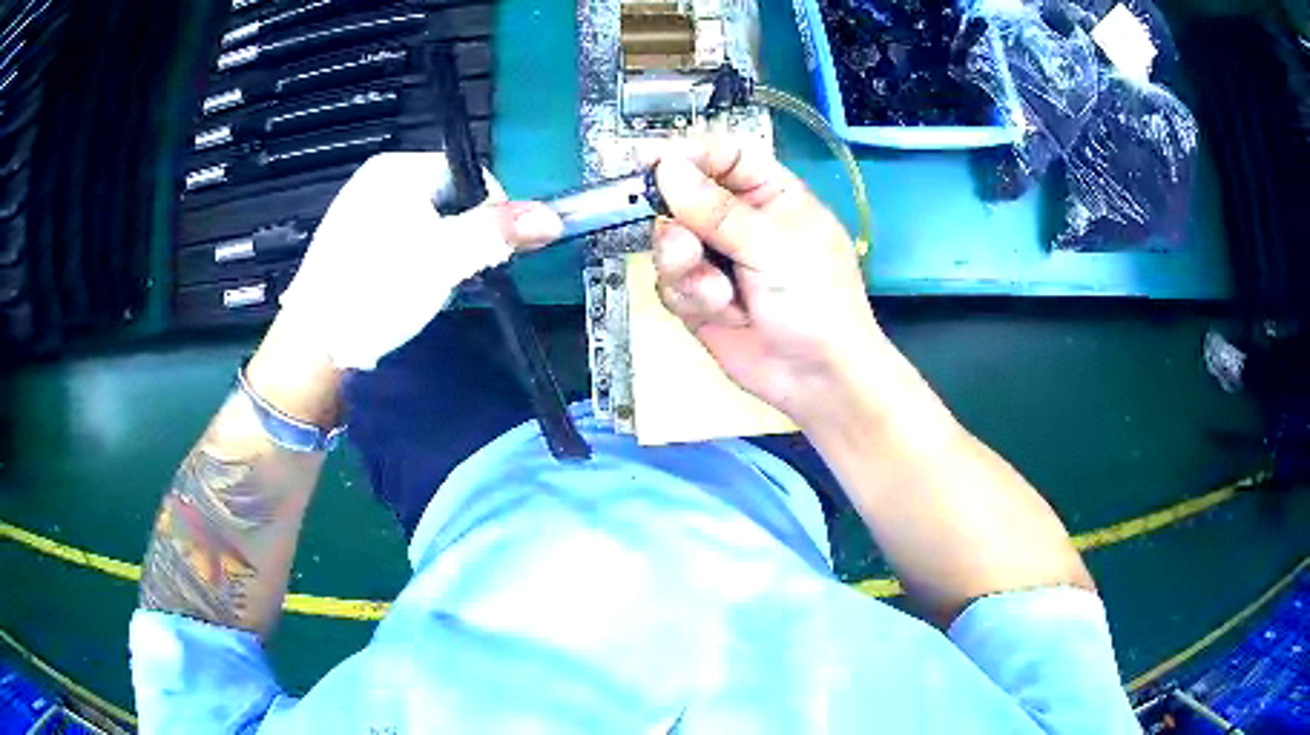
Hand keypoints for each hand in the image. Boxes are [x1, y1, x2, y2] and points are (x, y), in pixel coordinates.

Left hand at [277, 152, 562, 370]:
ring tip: (425, 288)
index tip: (486, 255)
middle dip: (463, 238)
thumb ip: (497, 232)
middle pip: (450, 201)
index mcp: (396, 169)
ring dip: (441, 256)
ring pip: (428, 226)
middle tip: (453, 276)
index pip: (471, 175)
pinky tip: (404, 292)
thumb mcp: (443, 258)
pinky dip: (415, 266)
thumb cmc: (376, 291)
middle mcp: (377, 182)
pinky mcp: (353, 246)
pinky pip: (403, 245)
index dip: (490, 214)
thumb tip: (552, 216)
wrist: (313, 349)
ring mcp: (361, 214)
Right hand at [651, 138, 887, 427]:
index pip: (723, 157)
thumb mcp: (772, 246)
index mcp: (771, 194)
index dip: (688, 154)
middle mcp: (739, 221)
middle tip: (685, 245)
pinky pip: (670, 283)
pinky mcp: (699, 296)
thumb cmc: (816, 301)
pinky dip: (690, 297)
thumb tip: (667, 167)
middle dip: (678, 223)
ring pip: (669, 242)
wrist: (817, 379)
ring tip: (716, 292)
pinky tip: (721, 313)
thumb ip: (715, 209)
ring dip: (685, 268)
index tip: (648, 159)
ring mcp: (717, 259)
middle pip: (683, 198)